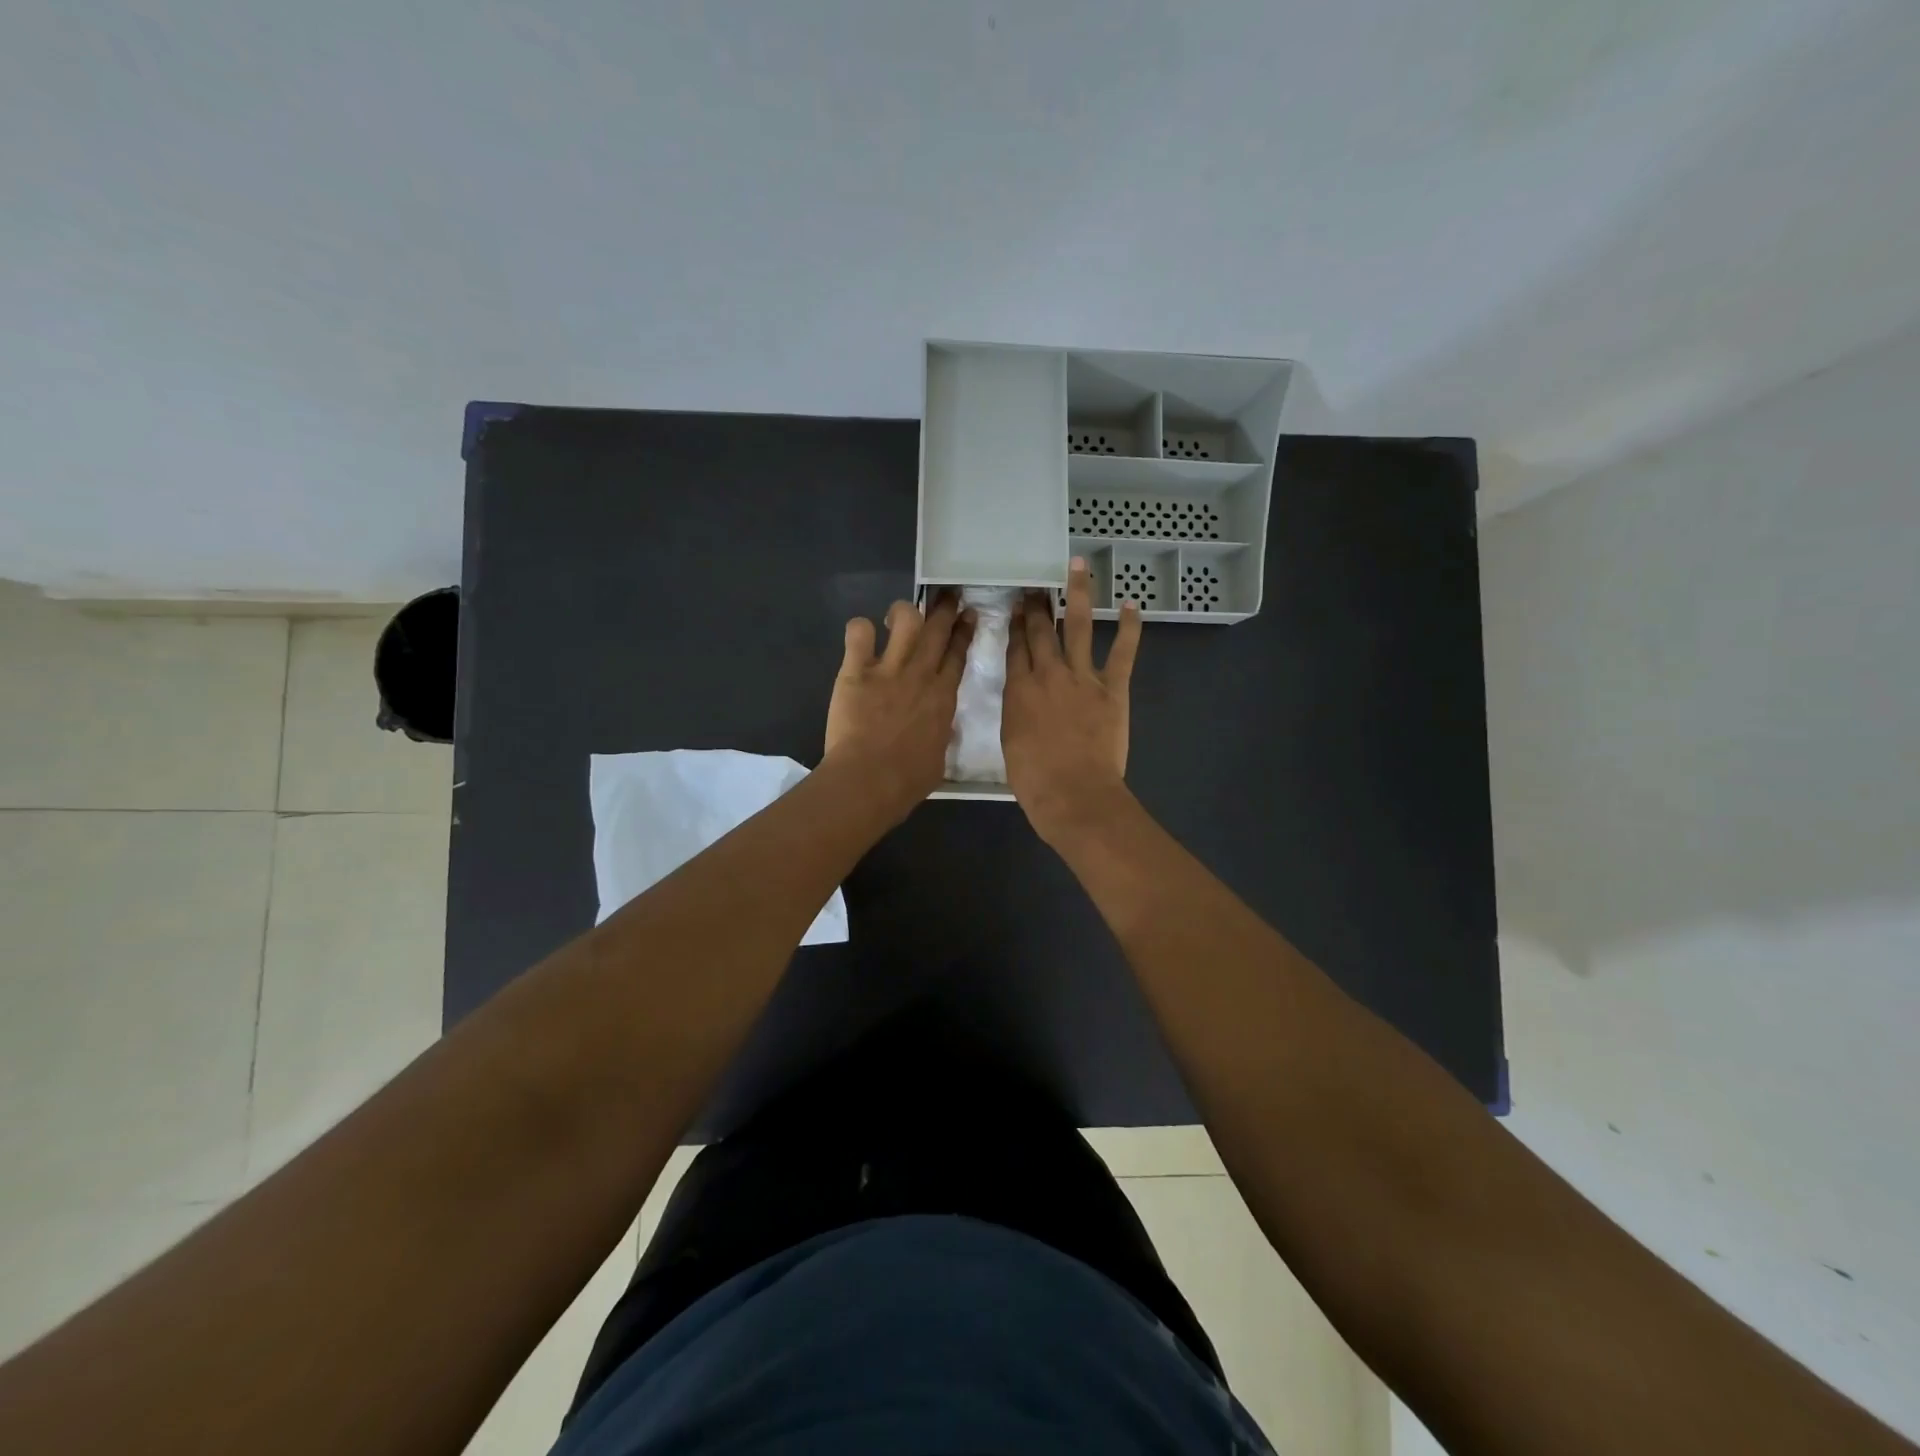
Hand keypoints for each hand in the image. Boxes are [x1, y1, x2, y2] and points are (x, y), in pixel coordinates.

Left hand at [824, 592, 973, 818]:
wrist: (870, 779)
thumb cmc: (908, 780)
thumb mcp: (938, 757)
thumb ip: (940, 735)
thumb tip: (939, 728)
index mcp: (943, 697)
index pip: (957, 654)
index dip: (964, 631)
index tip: (968, 615)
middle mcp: (920, 675)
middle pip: (937, 630)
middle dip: (945, 608)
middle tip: (948, 595)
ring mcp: (889, 670)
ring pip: (905, 620)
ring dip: (904, 611)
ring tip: (898, 615)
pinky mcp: (856, 672)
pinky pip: (859, 634)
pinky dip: (860, 629)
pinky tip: (861, 635)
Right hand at [1002, 558, 1141, 843]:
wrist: (1074, 793)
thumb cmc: (1035, 779)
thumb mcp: (1011, 742)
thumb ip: (1017, 711)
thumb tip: (1024, 697)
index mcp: (1019, 690)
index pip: (1016, 647)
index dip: (1016, 624)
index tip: (1018, 606)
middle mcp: (1048, 674)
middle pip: (1041, 630)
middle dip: (1038, 605)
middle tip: (1037, 584)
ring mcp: (1082, 677)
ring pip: (1079, 626)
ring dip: (1078, 594)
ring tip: (1078, 567)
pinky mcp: (1112, 688)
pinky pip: (1123, 652)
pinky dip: (1129, 628)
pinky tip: (1132, 605)